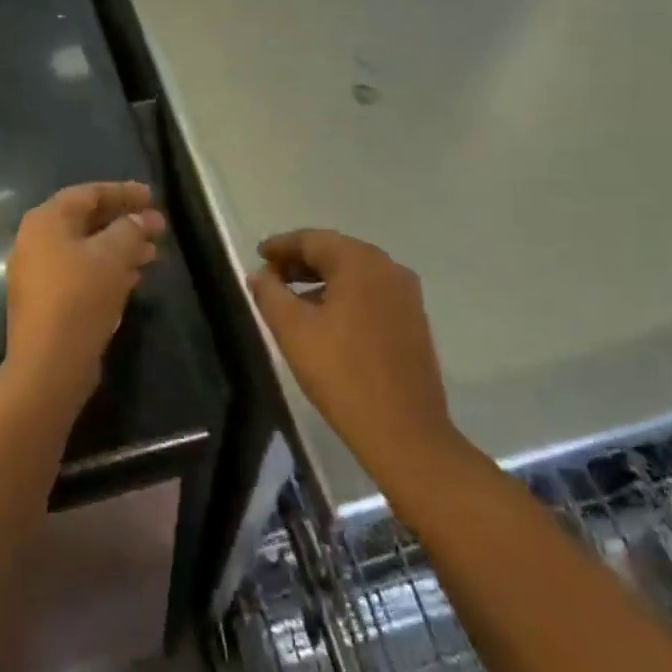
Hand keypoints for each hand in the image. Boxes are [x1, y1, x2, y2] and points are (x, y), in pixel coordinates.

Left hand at [4, 182, 164, 408]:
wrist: (49, 363)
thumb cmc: (80, 297)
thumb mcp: (113, 256)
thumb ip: (131, 229)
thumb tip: (142, 218)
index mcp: (47, 220)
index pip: (89, 194)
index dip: (123, 192)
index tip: (152, 197)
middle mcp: (37, 240)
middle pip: (87, 220)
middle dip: (124, 222)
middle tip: (157, 227)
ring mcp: (39, 272)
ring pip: (86, 249)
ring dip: (120, 247)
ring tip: (152, 254)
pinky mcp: (47, 300)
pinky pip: (81, 272)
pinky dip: (107, 269)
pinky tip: (134, 278)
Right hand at [247, 230, 466, 482]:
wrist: (404, 432)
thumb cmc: (342, 373)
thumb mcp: (293, 331)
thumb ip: (270, 294)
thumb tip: (261, 274)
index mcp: (360, 262)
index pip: (312, 240)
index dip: (281, 246)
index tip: (258, 256)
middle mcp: (388, 268)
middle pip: (336, 252)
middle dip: (301, 261)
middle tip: (271, 275)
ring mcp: (406, 295)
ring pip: (355, 273)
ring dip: (322, 279)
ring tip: (293, 298)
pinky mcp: (414, 320)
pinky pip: (371, 293)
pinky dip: (344, 295)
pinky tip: (326, 318)